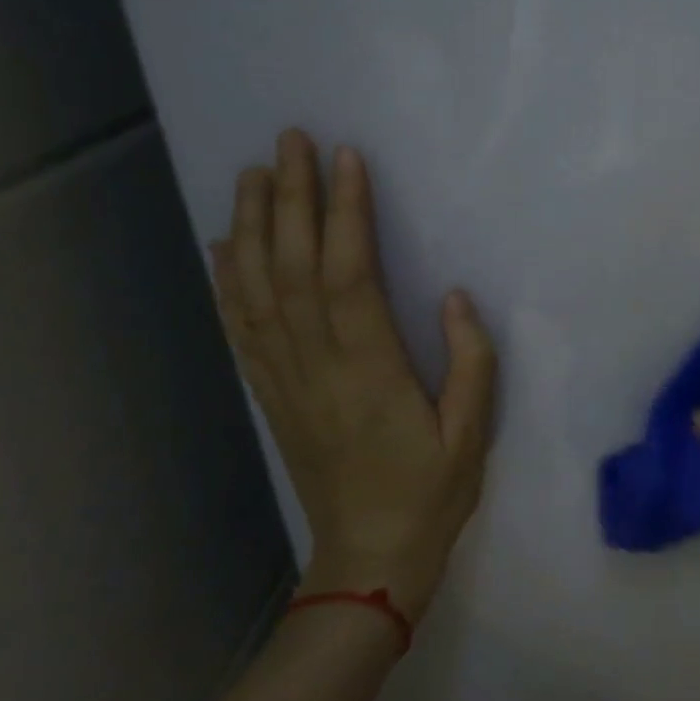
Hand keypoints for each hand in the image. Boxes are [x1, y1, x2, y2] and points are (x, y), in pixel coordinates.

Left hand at [210, 129, 497, 623]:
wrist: (367, 559)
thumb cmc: (431, 493)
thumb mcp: (473, 433)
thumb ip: (472, 362)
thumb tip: (454, 296)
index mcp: (370, 370)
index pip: (349, 275)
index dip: (345, 214)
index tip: (346, 161)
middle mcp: (317, 365)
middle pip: (292, 268)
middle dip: (289, 199)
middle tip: (289, 141)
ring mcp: (285, 379)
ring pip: (258, 290)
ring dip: (252, 226)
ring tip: (253, 173)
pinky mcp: (272, 393)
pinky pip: (242, 327)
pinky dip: (228, 280)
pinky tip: (226, 245)